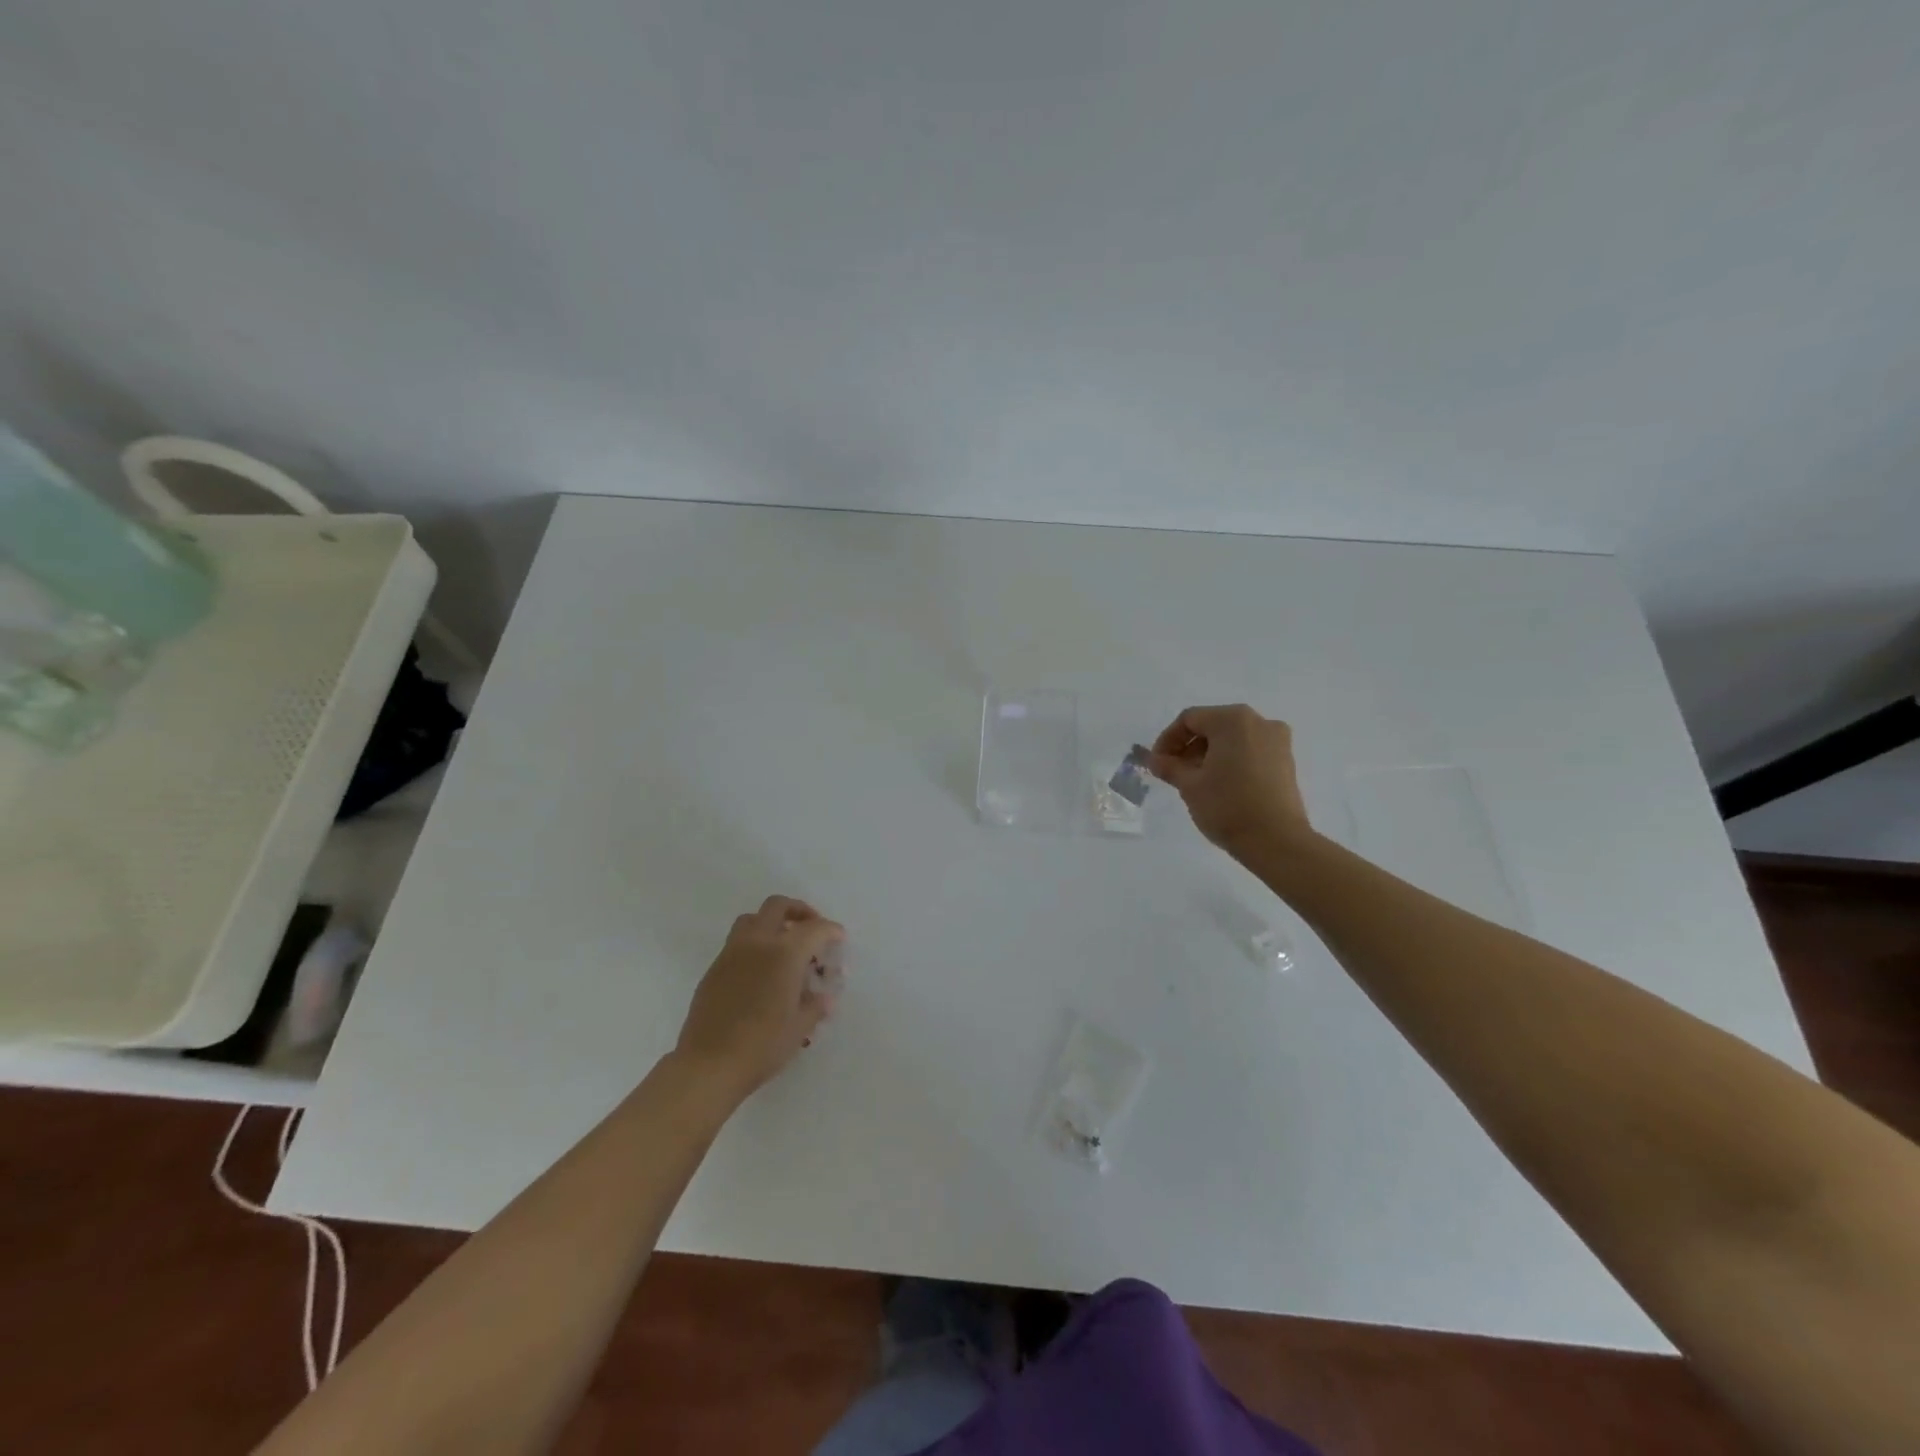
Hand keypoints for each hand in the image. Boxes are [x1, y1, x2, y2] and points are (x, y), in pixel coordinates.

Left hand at [675, 896, 845, 1099]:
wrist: (708, 1065)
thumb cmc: (762, 1046)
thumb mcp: (800, 1027)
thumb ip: (815, 1006)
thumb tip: (824, 998)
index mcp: (784, 953)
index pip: (814, 928)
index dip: (831, 930)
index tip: (839, 938)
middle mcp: (757, 943)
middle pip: (778, 906)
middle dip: (799, 911)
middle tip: (811, 929)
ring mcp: (731, 953)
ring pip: (752, 919)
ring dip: (772, 923)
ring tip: (784, 946)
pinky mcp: (714, 969)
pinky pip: (737, 942)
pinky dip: (754, 944)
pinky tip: (761, 971)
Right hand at [1148, 704, 1313, 857]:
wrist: (1277, 841)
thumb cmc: (1227, 806)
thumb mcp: (1189, 785)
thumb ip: (1168, 766)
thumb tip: (1153, 759)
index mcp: (1232, 720)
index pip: (1189, 719)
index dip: (1167, 740)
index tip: (1157, 764)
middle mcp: (1259, 721)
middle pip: (1212, 725)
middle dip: (1189, 747)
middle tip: (1173, 772)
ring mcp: (1277, 740)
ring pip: (1232, 738)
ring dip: (1209, 754)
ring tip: (1196, 781)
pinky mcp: (1286, 760)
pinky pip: (1250, 750)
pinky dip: (1230, 760)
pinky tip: (1220, 785)